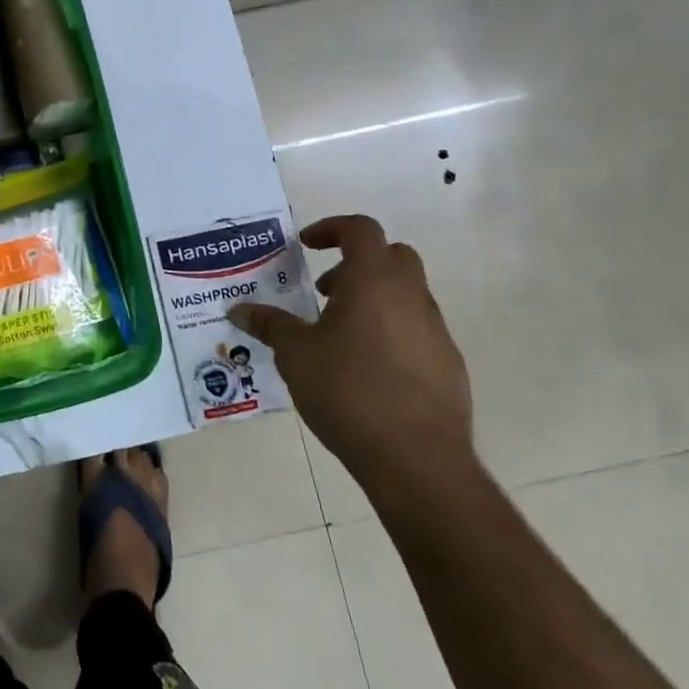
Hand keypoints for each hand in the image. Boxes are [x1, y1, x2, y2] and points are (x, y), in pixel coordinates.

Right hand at [228, 215, 473, 496]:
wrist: (417, 460)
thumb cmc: (348, 391)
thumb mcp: (295, 355)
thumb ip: (269, 325)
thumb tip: (239, 310)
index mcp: (374, 281)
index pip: (360, 229)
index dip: (331, 228)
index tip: (306, 245)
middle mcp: (411, 296)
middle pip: (392, 255)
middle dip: (357, 262)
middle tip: (325, 290)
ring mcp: (436, 331)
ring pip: (407, 294)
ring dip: (374, 298)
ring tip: (340, 335)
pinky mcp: (449, 366)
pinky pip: (418, 330)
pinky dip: (392, 331)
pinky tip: (367, 369)